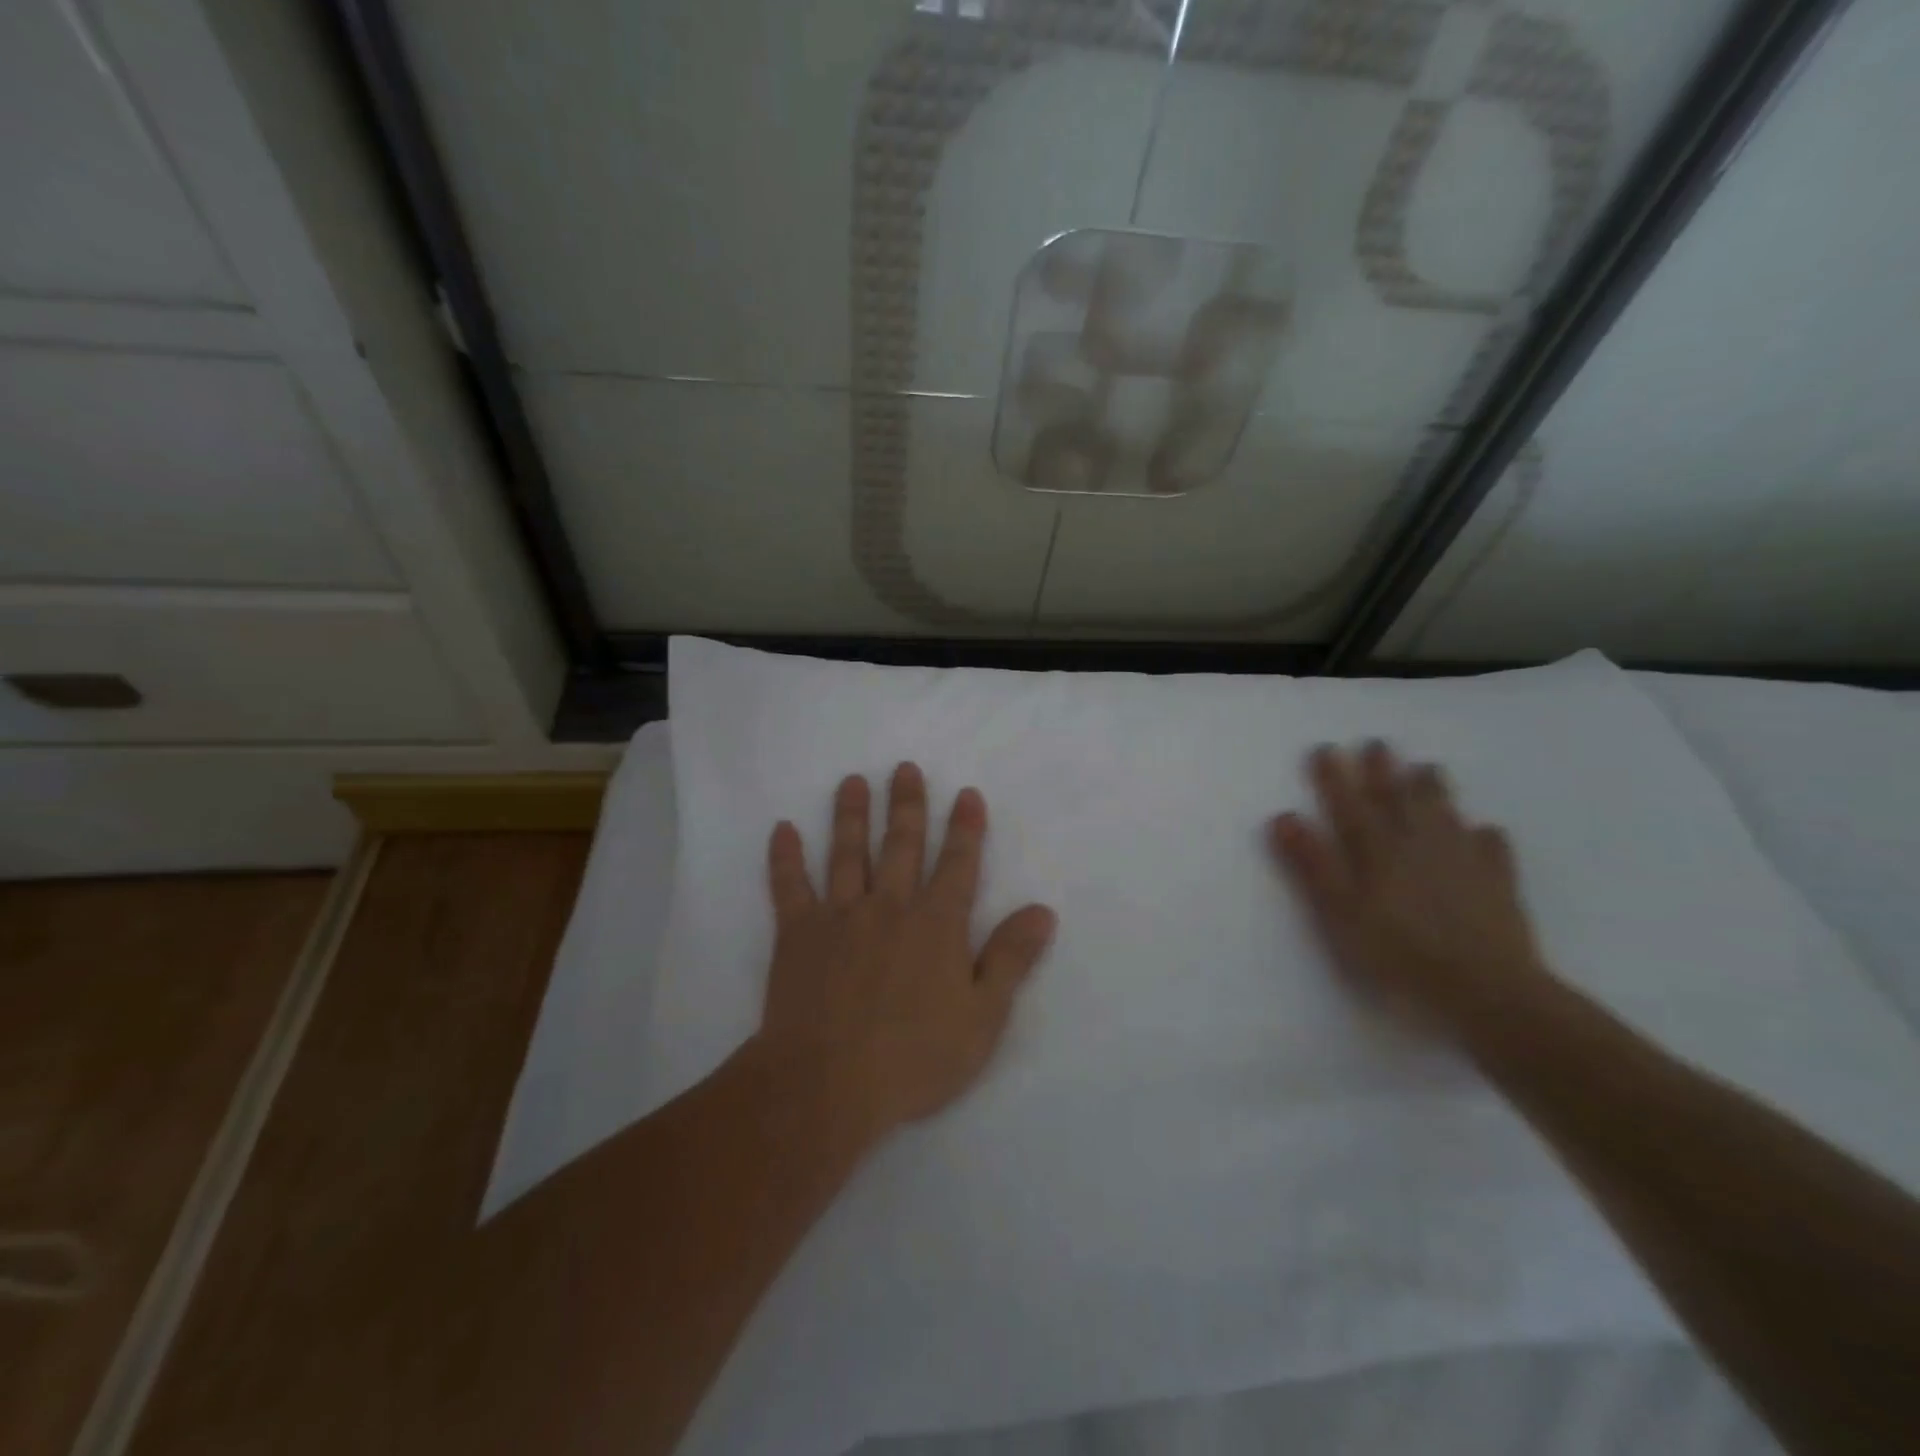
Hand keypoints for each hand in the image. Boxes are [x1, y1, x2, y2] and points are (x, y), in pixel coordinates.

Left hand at [755, 763, 1056, 1138]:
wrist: (827, 1084)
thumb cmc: (914, 1058)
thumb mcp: (982, 1017)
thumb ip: (1010, 958)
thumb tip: (1042, 911)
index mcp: (936, 925)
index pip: (957, 864)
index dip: (965, 827)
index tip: (966, 793)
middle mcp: (889, 907)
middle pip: (901, 845)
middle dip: (906, 805)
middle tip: (904, 768)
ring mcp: (839, 916)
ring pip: (847, 853)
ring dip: (851, 815)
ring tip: (852, 782)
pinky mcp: (797, 934)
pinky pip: (789, 886)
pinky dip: (785, 857)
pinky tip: (782, 829)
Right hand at [1268, 741, 1549, 1036]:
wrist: (1487, 993)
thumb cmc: (1399, 956)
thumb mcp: (1339, 914)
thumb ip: (1313, 865)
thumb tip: (1285, 816)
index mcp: (1376, 851)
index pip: (1348, 804)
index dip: (1334, 776)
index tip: (1325, 748)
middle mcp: (1418, 844)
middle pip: (1398, 798)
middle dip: (1383, 770)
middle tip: (1377, 743)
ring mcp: (1462, 861)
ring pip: (1444, 813)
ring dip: (1432, 789)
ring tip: (1427, 768)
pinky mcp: (1497, 883)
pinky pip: (1491, 848)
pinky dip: (1484, 834)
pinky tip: (1485, 830)